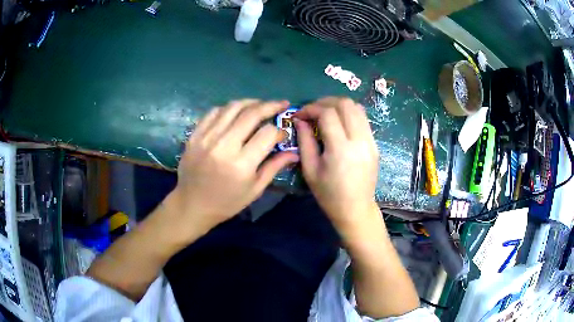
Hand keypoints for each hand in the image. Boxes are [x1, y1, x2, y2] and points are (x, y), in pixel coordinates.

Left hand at [163, 100, 298, 242]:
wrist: (192, 204)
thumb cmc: (227, 202)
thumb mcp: (255, 190)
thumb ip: (274, 167)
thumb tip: (294, 152)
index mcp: (241, 164)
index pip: (267, 134)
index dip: (279, 131)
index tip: (282, 135)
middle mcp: (224, 146)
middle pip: (251, 114)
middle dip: (270, 106)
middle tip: (281, 104)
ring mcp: (206, 138)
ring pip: (232, 107)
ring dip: (250, 102)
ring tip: (261, 104)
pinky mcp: (195, 135)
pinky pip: (214, 112)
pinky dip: (229, 108)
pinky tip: (236, 112)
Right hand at [294, 97, 378, 235]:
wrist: (356, 209)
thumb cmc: (329, 195)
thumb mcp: (310, 170)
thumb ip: (304, 141)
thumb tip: (300, 120)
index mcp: (341, 149)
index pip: (328, 113)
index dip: (311, 108)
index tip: (300, 115)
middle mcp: (359, 140)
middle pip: (345, 104)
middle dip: (325, 102)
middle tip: (312, 111)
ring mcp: (370, 141)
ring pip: (357, 108)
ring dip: (339, 105)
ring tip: (325, 114)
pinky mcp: (375, 144)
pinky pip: (363, 119)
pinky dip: (349, 114)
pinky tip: (339, 124)